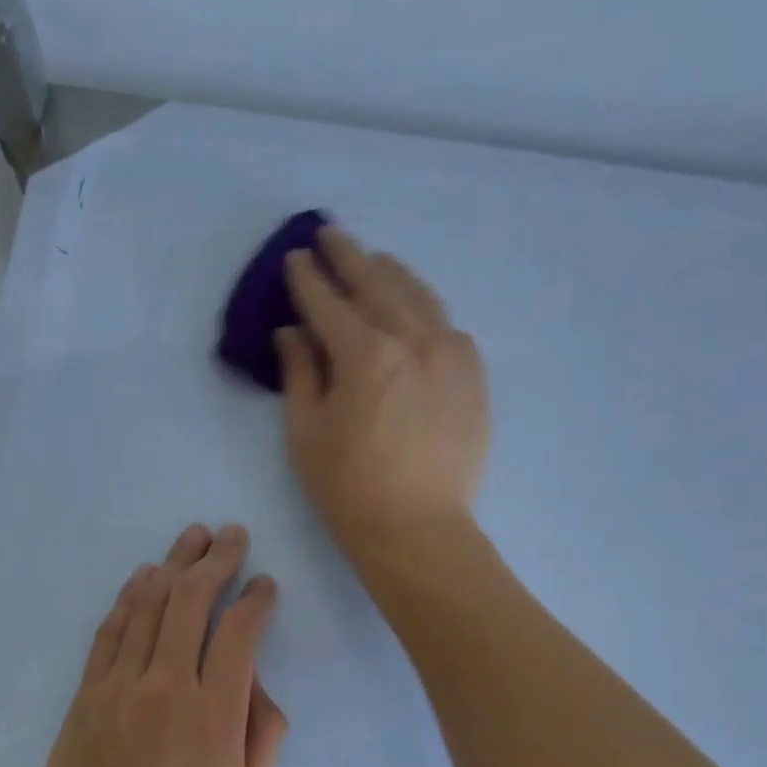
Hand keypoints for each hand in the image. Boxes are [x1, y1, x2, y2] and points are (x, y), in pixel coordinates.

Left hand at [20, 523, 287, 766]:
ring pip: (150, 606)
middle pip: (192, 602)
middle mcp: (167, 686)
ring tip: (192, 536)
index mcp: (214, 714)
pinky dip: (130, 597)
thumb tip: (258, 683)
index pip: (239, 633)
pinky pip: (110, 631)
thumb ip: (264, 737)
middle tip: (231, 534)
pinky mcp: (87, 694)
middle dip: (216, 560)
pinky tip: (144, 576)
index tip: (265, 585)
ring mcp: (120, 686)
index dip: (255, 600)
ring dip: (174, 565)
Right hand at [277, 226, 489, 560]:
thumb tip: (292, 333)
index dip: (308, 279)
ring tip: (375, 261)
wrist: (417, 530)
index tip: (295, 259)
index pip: (329, 303)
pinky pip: (449, 327)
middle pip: (377, 284)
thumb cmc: (349, 490)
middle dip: (349, 257)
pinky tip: (417, 311)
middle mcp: (414, 340)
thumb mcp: (306, 435)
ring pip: (420, 297)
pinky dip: (427, 311)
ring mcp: (451, 355)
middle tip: (330, 236)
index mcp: (366, 354)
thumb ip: (300, 374)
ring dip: (392, 274)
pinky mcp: (473, 377)